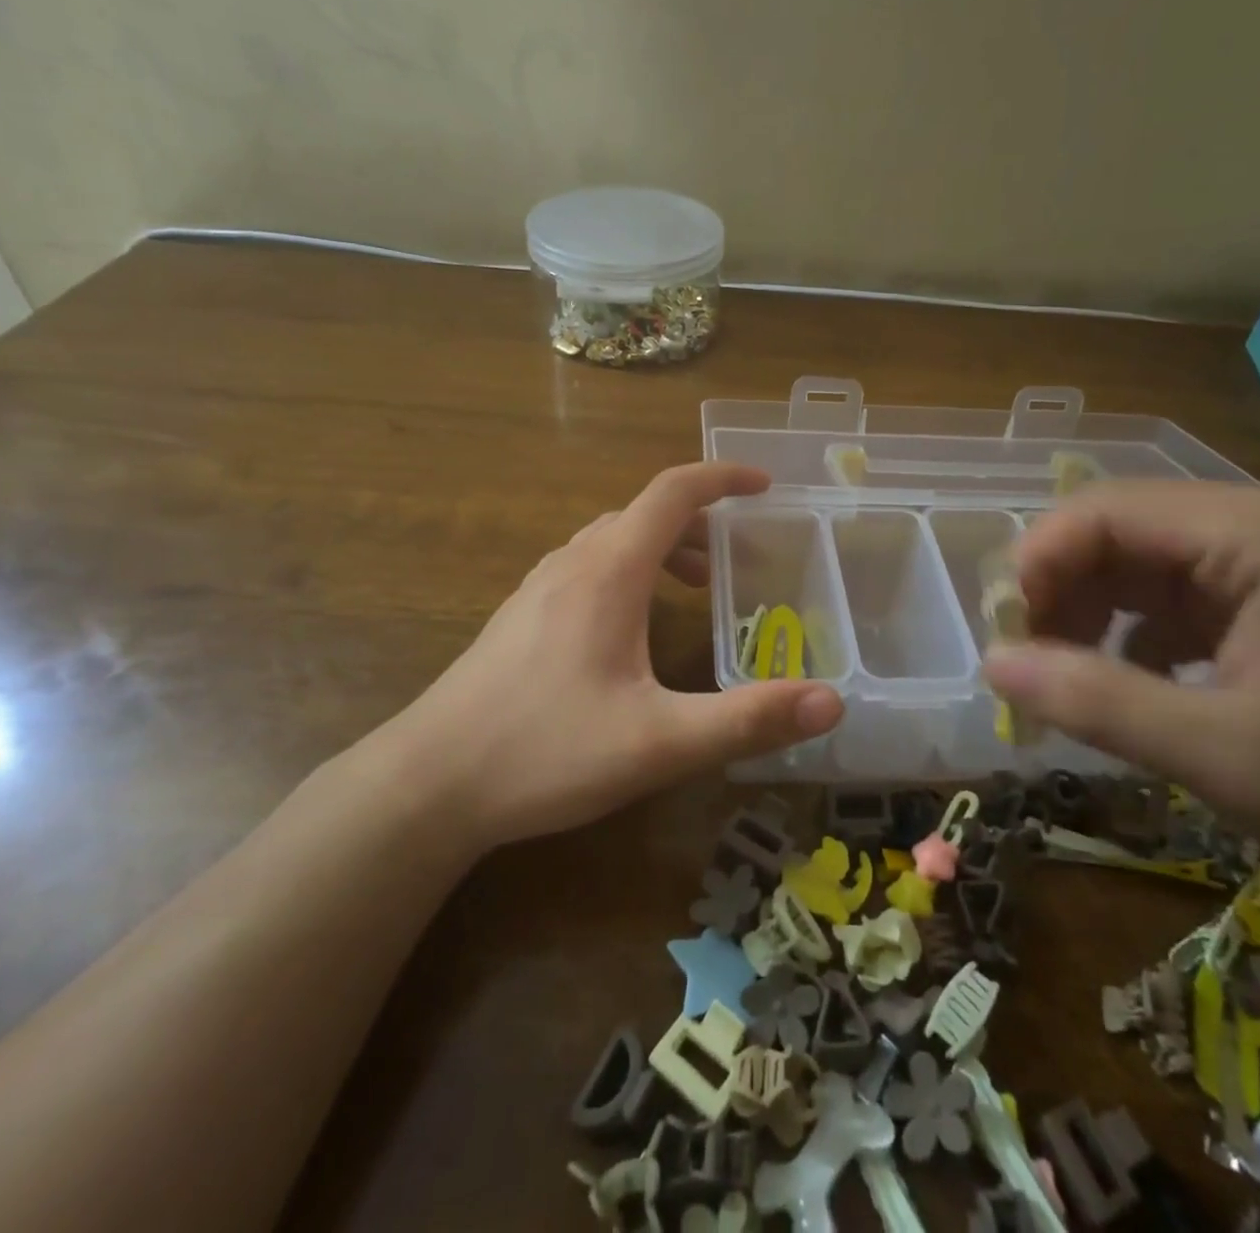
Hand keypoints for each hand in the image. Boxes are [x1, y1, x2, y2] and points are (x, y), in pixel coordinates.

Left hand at [378, 463, 843, 849]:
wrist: (428, 782)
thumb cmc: (545, 751)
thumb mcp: (659, 742)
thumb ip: (746, 719)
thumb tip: (831, 701)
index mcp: (608, 571)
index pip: (672, 492)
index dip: (721, 478)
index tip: (764, 486)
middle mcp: (571, 564)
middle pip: (643, 515)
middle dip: (698, 523)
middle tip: (738, 559)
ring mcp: (537, 589)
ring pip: (610, 542)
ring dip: (660, 549)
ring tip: (693, 589)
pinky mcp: (519, 618)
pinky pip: (585, 569)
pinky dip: (627, 573)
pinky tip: (630, 629)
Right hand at [981, 482, 1259, 1006]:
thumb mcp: (1228, 757)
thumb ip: (1096, 701)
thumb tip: (991, 665)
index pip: (1109, 509)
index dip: (1039, 560)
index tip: (1004, 633)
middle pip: (1128, 532)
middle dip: (1065, 592)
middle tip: (1030, 665)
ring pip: (1154, 567)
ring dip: (1100, 617)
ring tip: (1076, 682)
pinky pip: (1192, 599)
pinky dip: (1147, 637)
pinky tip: (1143, 688)